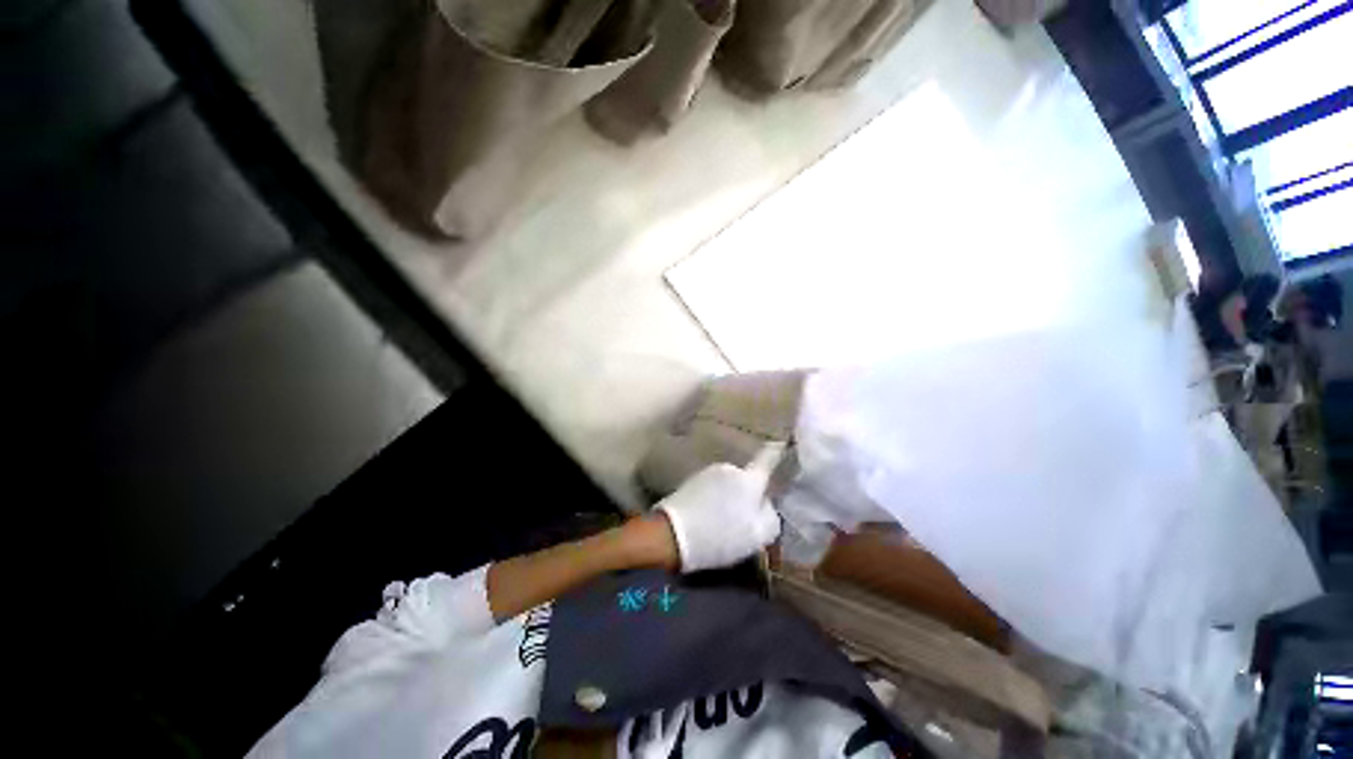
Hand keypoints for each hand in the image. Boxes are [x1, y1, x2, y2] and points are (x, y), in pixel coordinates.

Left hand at [656, 443, 784, 572]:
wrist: (672, 534)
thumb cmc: (720, 536)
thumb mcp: (757, 537)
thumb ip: (770, 517)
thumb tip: (767, 505)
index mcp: (749, 480)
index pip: (767, 459)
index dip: (776, 451)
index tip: (781, 441)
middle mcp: (729, 468)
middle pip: (746, 479)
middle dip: (747, 494)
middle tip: (744, 519)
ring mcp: (708, 472)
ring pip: (728, 485)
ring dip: (729, 498)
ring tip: (721, 523)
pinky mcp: (692, 480)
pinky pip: (712, 488)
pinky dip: (713, 500)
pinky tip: (707, 519)